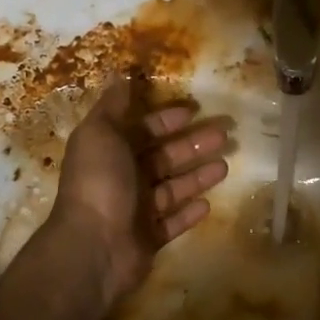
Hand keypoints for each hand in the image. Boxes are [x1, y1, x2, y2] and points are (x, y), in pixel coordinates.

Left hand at [50, 79, 230, 307]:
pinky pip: (173, 222)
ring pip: (173, 188)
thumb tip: (121, 73)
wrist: (94, 246)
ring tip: (226, 166)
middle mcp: (122, 178)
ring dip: (197, 176)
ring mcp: (136, 210)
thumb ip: (114, 104)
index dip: (166, 119)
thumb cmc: (100, 182)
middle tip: (224, 135)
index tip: (194, 110)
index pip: (143, 129)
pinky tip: (209, 204)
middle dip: (193, 145)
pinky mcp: (149, 238)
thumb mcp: (100, 132)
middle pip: (164, 157)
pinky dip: (189, 212)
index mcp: (110, 151)